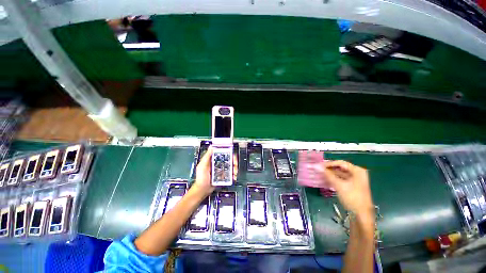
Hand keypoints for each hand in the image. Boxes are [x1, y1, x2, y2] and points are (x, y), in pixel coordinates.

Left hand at [192, 146, 238, 196]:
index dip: (228, 153)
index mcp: (213, 159)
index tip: (232, 155)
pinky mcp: (223, 175)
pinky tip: (233, 177)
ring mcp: (221, 169)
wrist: (202, 190)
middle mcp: (218, 163)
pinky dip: (233, 175)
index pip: (222, 153)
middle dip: (234, 161)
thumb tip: (211, 147)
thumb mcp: (202, 165)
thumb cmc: (200, 178)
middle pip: (229, 159)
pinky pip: (230, 173)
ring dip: (234, 168)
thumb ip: (207, 156)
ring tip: (234, 172)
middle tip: (235, 164)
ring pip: (231, 166)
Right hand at [321, 160, 373, 217]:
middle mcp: (357, 173)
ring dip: (330, 174)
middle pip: (340, 168)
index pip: (340, 163)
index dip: (329, 164)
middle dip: (329, 169)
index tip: (319, 165)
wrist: (361, 215)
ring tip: (319, 173)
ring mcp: (355, 180)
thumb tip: (316, 166)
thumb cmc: (352, 198)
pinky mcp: (352, 186)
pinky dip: (333, 179)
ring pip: (340, 174)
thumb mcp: (339, 185)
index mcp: (357, 171)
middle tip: (318, 169)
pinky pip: (341, 179)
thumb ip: (327, 174)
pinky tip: (325, 179)